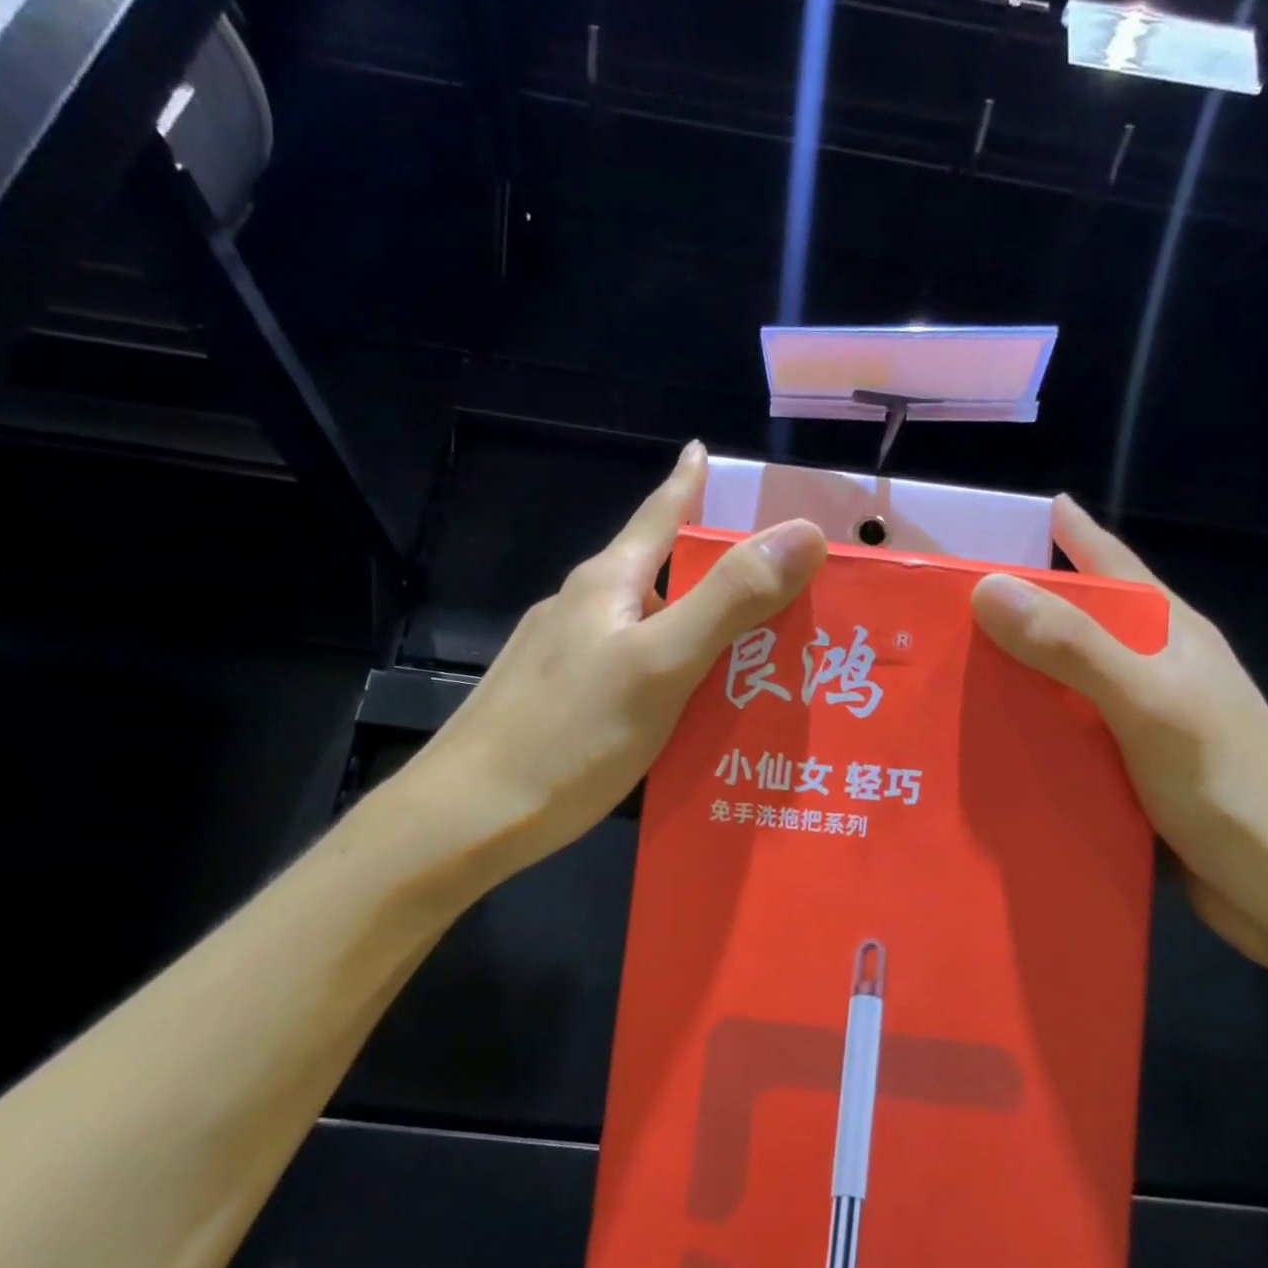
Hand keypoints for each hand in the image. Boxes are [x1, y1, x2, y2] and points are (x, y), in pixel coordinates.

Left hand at [406, 442, 826, 887]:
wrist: (463, 818)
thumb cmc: (568, 735)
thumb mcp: (661, 663)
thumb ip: (730, 598)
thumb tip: (803, 531)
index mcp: (608, 583)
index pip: (659, 513)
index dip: (687, 481)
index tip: (707, 449)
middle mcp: (583, 608)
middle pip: (661, 571)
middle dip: (715, 566)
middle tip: (780, 578)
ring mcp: (564, 656)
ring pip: (647, 624)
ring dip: (698, 625)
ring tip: (752, 648)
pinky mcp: (559, 701)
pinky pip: (632, 667)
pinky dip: (672, 670)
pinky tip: (692, 705)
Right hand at [970, 495, 1267, 979]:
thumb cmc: (1232, 785)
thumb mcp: (1150, 704)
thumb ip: (1073, 646)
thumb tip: (986, 587)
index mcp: (1166, 633)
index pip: (1106, 561)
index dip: (1062, 532)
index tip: (994, 521)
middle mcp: (1148, 668)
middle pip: (1070, 621)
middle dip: (1010, 607)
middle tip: (936, 604)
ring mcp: (1136, 721)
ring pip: (1058, 681)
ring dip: (1008, 674)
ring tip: (937, 670)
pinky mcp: (1122, 769)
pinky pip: (1058, 733)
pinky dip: (1022, 728)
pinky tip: (977, 738)